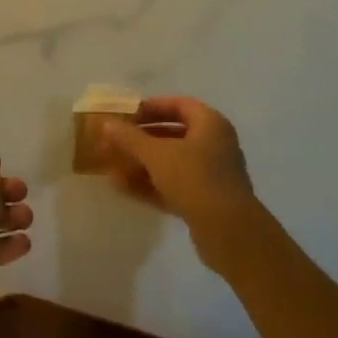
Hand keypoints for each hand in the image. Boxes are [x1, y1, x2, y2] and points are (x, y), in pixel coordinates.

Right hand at [101, 96, 255, 237]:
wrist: (229, 232)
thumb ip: (130, 137)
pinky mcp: (206, 202)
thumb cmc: (194, 178)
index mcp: (210, 125)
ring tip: (112, 165)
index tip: (127, 114)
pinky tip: (122, 187)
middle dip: (142, 138)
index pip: (179, 105)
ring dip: (142, 163)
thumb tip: (107, 124)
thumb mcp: (156, 154)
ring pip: (171, 163)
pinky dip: (150, 185)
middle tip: (116, 140)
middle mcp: (215, 146)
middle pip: (173, 134)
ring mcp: (212, 175)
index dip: (152, 107)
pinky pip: (173, 186)